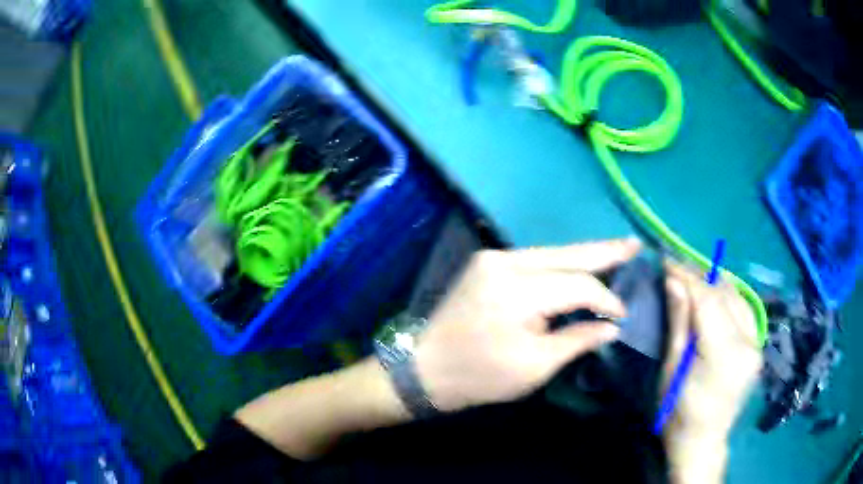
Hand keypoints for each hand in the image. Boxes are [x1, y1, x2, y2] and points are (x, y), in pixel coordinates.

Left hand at [414, 238, 641, 412]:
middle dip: (604, 250)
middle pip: (567, 254)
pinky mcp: (487, 264)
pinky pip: (535, 260)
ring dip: (584, 256)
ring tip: (618, 251)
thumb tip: (612, 325)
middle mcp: (505, 262)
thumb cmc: (479, 376)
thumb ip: (577, 340)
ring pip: (552, 253)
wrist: (425, 368)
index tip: (624, 315)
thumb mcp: (535, 366)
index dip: (606, 298)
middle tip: (635, 244)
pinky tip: (581, 265)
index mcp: (517, 290)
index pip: (578, 284)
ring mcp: (492, 258)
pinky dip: (561, 264)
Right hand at [662, 262, 763, 482]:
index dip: (687, 275)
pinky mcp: (758, 346)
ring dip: (715, 283)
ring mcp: (757, 344)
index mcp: (724, 354)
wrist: (703, 441)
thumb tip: (674, 281)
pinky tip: (715, 293)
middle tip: (676, 267)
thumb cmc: (678, 413)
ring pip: (738, 296)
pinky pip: (745, 309)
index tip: (667, 260)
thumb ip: (679, 322)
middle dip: (700, 275)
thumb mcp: (671, 370)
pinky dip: (729, 296)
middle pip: (725, 294)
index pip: (708, 300)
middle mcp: (748, 343)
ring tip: (693, 277)